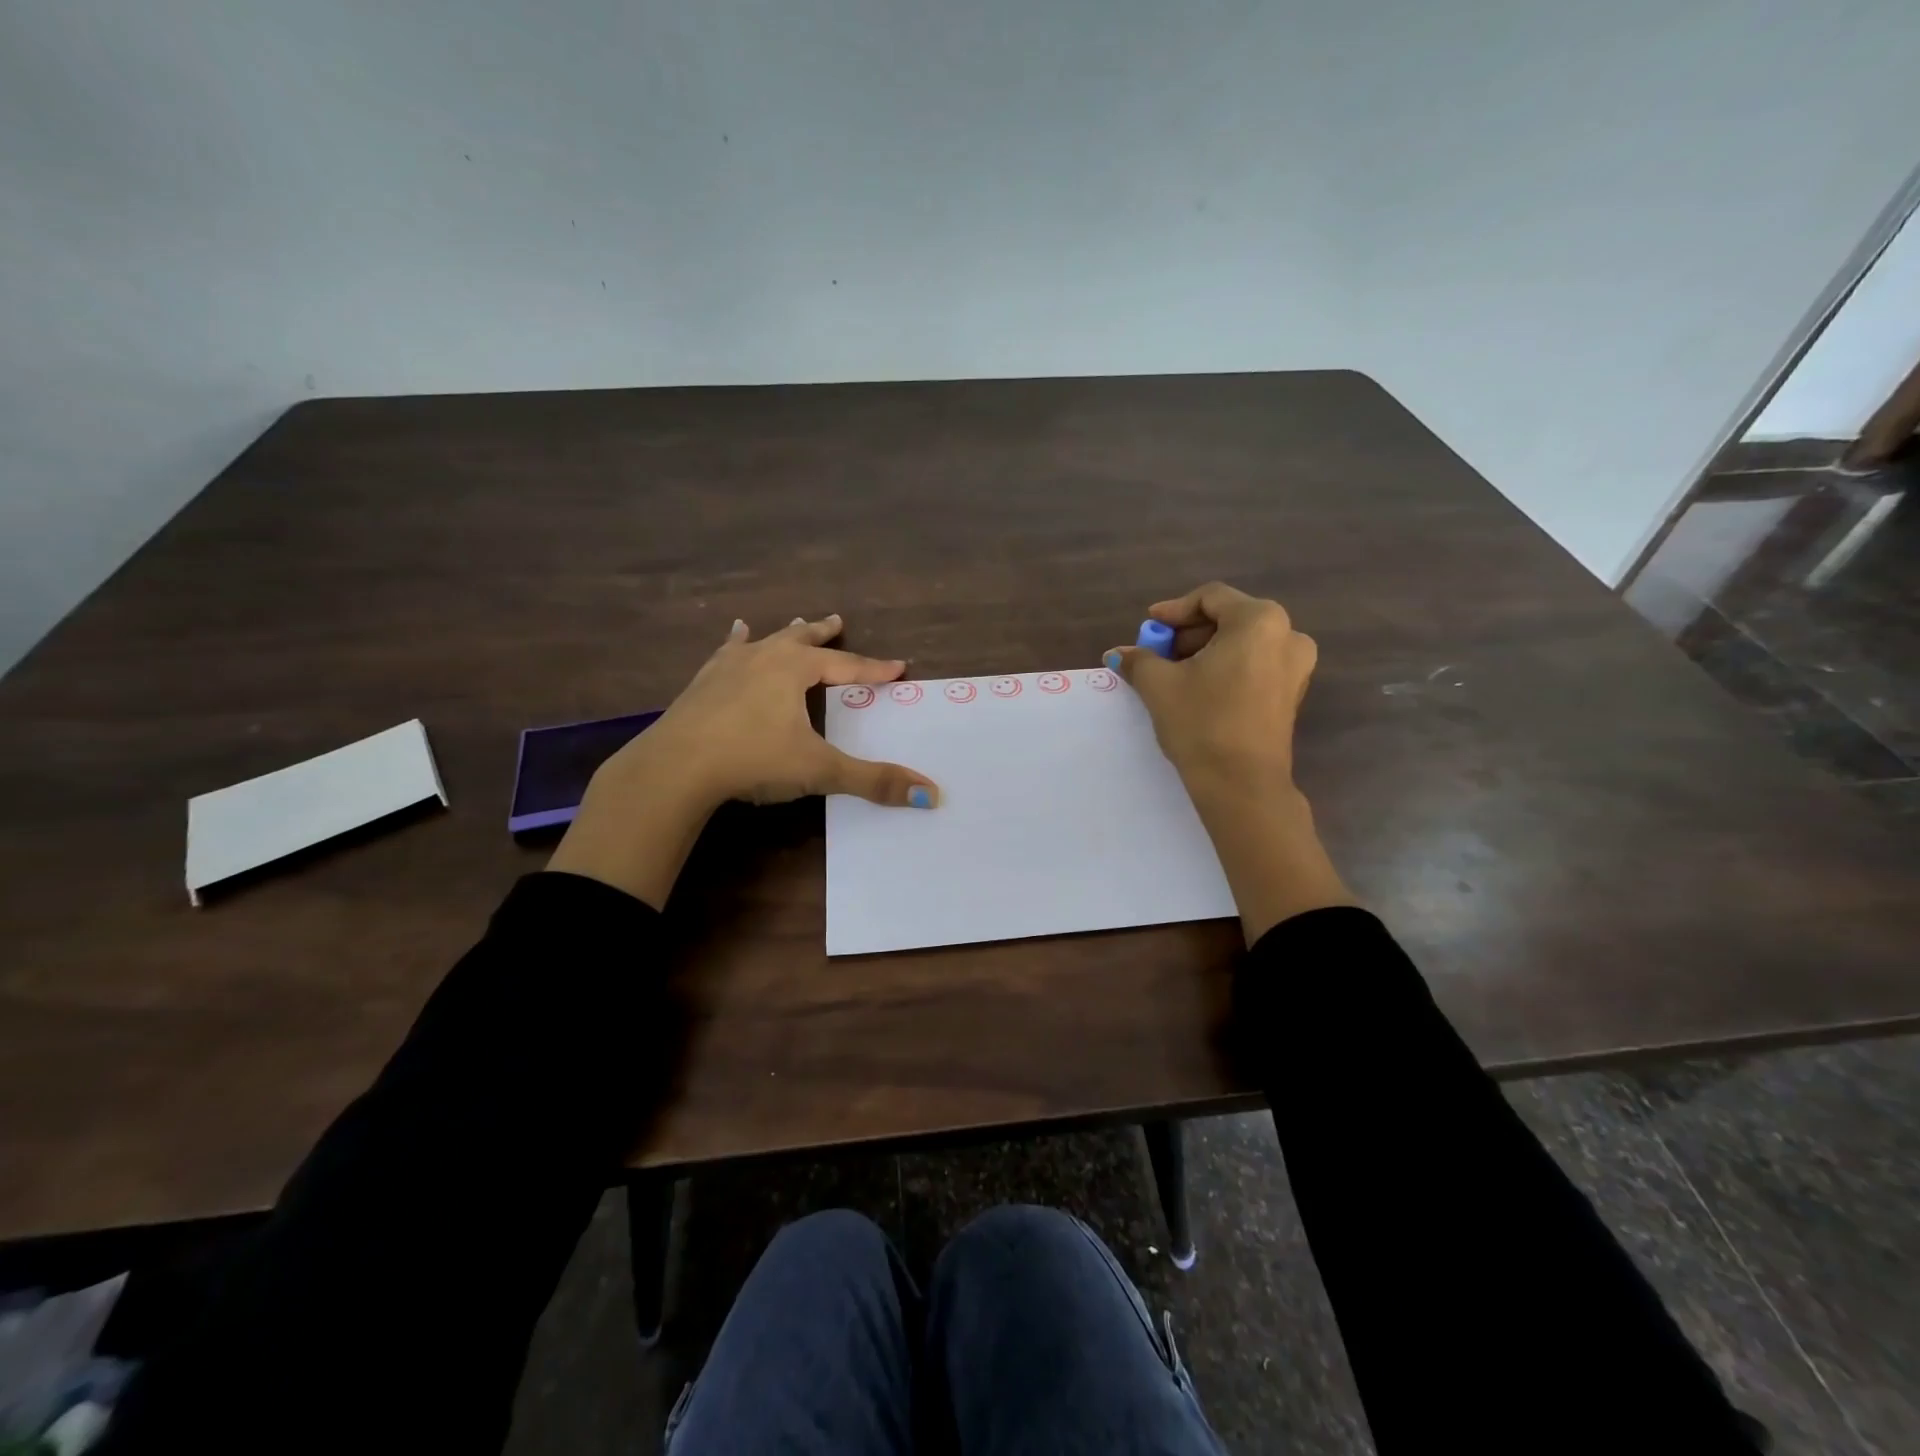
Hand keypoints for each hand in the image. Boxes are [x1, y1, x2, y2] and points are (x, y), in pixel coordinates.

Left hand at [548, 614, 937, 906]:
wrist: (675, 766)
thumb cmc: (753, 760)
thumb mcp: (819, 771)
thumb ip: (873, 781)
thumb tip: (931, 794)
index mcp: (794, 670)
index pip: (846, 666)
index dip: (874, 669)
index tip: (899, 668)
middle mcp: (763, 658)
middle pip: (802, 640)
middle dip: (823, 634)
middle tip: (837, 619)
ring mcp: (727, 668)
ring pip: (763, 641)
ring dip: (783, 634)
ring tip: (793, 623)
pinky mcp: (701, 684)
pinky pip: (725, 654)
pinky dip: (734, 644)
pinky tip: (731, 636)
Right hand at [1103, 582, 1315, 804]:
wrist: (1241, 784)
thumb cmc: (1202, 722)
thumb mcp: (1160, 685)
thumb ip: (1139, 660)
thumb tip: (1118, 654)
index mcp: (1259, 621)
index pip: (1210, 598)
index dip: (1173, 611)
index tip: (1148, 628)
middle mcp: (1287, 634)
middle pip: (1228, 618)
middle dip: (1188, 634)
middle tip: (1157, 653)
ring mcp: (1296, 665)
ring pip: (1242, 643)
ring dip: (1204, 652)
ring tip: (1173, 674)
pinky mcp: (1292, 693)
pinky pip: (1254, 664)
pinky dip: (1225, 668)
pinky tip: (1198, 689)